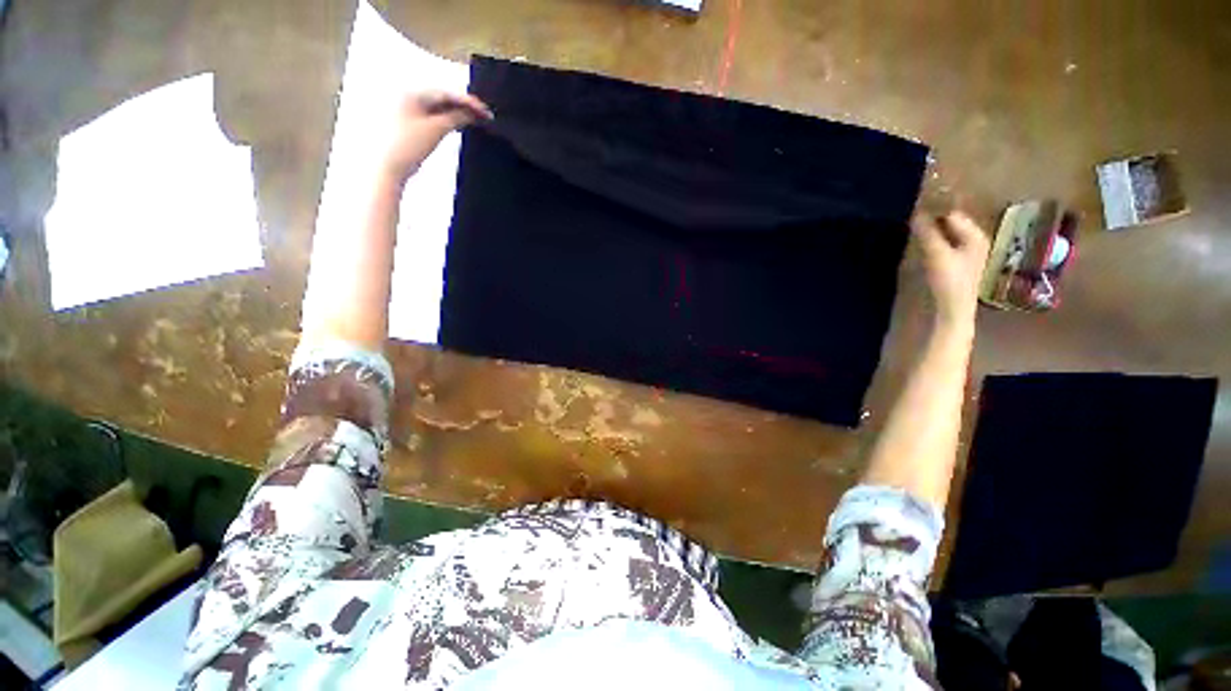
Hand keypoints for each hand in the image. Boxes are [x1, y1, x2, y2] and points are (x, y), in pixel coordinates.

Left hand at [376, 90, 492, 183]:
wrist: (392, 166)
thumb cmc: (410, 145)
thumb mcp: (437, 129)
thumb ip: (456, 118)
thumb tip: (471, 113)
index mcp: (414, 94)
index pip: (447, 94)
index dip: (469, 102)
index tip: (486, 112)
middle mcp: (411, 98)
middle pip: (444, 99)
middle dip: (464, 107)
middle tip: (483, 116)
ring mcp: (411, 111)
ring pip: (441, 109)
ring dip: (458, 115)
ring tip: (475, 122)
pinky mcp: (413, 125)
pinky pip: (435, 118)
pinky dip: (449, 121)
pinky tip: (459, 127)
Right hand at [912, 211, 989, 327]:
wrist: (953, 311)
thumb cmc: (949, 281)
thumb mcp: (937, 254)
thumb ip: (927, 232)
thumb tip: (916, 212)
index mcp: (975, 235)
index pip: (953, 213)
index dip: (935, 209)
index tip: (915, 205)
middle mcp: (974, 240)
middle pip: (950, 223)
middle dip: (933, 218)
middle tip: (911, 215)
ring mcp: (966, 253)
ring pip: (946, 234)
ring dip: (931, 230)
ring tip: (912, 226)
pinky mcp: (955, 263)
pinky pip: (943, 244)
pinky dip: (931, 240)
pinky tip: (919, 243)